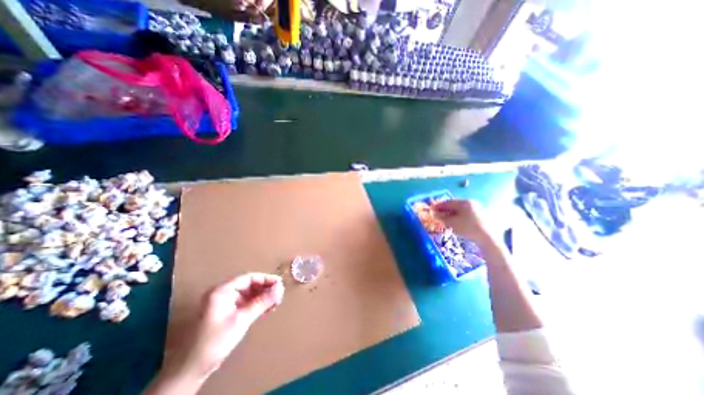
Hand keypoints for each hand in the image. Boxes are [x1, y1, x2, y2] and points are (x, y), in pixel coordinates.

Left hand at [167, 274, 283, 380]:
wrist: (192, 369)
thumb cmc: (216, 341)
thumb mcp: (242, 319)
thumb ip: (262, 302)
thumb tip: (280, 288)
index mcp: (222, 290)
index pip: (249, 278)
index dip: (266, 279)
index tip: (280, 284)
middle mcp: (223, 293)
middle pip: (249, 285)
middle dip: (265, 289)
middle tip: (279, 295)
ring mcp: (224, 302)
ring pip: (249, 294)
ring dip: (263, 297)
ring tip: (275, 303)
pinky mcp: (227, 312)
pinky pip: (245, 302)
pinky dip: (256, 304)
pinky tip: (267, 309)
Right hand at [432, 198, 489, 242]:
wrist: (488, 238)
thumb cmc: (468, 228)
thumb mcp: (452, 223)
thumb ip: (442, 217)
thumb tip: (434, 214)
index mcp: (464, 202)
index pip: (448, 202)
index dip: (438, 206)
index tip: (431, 209)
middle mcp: (471, 203)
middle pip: (454, 205)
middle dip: (445, 209)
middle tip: (437, 214)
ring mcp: (477, 209)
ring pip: (460, 209)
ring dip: (451, 213)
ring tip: (445, 219)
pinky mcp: (480, 216)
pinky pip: (466, 213)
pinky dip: (458, 216)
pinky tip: (455, 222)